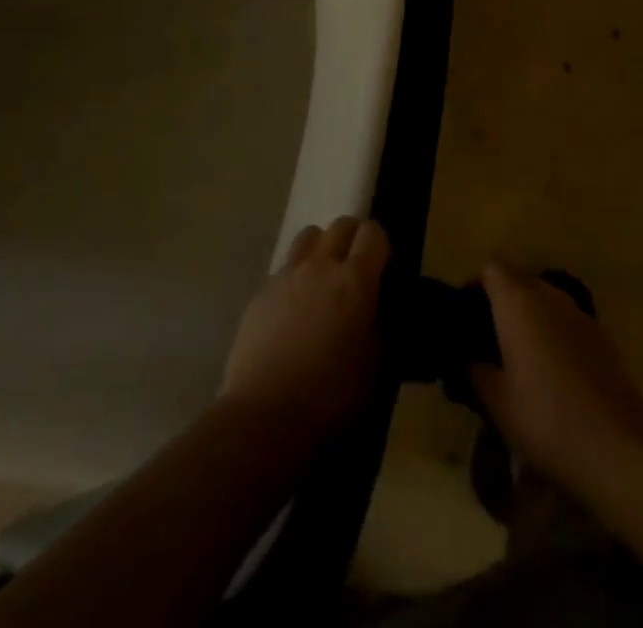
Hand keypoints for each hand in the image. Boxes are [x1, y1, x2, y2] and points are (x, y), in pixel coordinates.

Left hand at [221, 217, 388, 446]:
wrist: (264, 418)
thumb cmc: (330, 397)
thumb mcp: (373, 366)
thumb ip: (377, 325)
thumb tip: (375, 309)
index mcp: (355, 280)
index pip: (373, 233)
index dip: (380, 244)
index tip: (382, 265)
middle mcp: (320, 266)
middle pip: (340, 225)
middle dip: (352, 238)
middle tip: (355, 267)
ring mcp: (286, 275)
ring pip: (308, 237)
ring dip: (320, 248)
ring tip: (321, 279)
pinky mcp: (260, 293)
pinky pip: (283, 269)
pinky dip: (293, 278)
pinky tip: (291, 311)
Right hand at [470, 262, 642, 491]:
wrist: (616, 447)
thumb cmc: (545, 419)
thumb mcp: (496, 402)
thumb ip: (475, 370)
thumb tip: (468, 357)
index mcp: (517, 302)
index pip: (491, 269)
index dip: (475, 284)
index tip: (465, 313)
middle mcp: (548, 296)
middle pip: (519, 280)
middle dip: (502, 301)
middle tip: (489, 338)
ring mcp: (579, 313)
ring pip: (545, 300)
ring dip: (530, 317)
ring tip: (520, 355)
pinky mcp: (601, 335)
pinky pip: (567, 321)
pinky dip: (554, 333)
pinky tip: (553, 371)